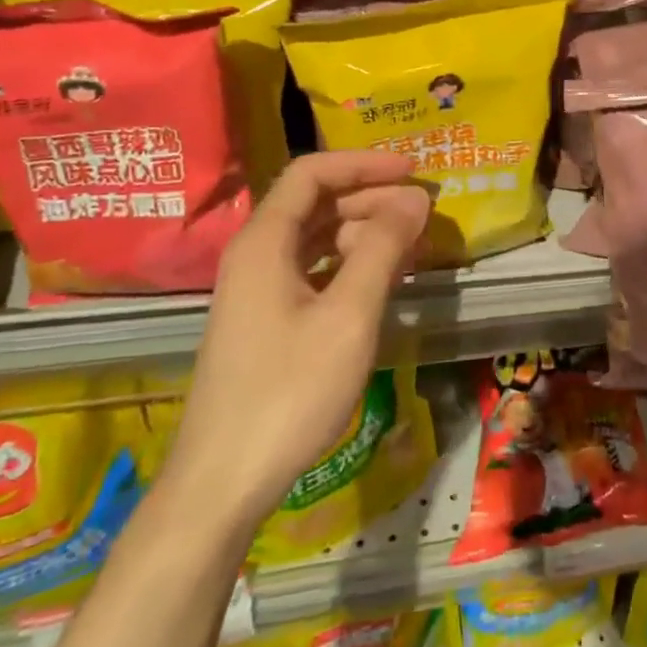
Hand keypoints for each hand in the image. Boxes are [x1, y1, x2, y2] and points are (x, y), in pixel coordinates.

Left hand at [160, 151, 430, 536]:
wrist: (224, 482)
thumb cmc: (289, 392)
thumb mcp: (348, 316)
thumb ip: (383, 249)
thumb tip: (415, 197)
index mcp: (264, 243)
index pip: (312, 173)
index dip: (364, 164)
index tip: (413, 170)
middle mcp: (255, 256)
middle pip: (315, 203)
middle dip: (371, 197)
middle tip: (423, 210)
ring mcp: (257, 291)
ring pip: (315, 238)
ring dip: (363, 232)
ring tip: (412, 243)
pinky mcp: (266, 321)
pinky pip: (313, 271)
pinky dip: (350, 264)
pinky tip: (383, 280)